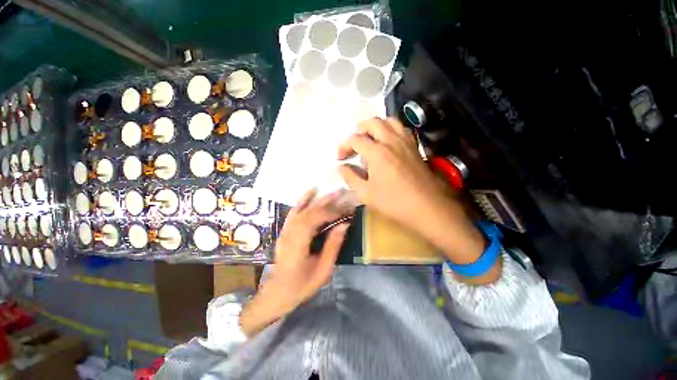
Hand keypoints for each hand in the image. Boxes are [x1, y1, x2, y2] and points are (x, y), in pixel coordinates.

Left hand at [239, 189, 352, 335]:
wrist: (277, 293)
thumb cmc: (302, 285)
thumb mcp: (323, 270)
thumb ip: (333, 246)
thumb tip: (344, 225)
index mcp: (298, 245)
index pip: (314, 220)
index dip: (331, 212)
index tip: (346, 208)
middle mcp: (289, 234)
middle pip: (308, 212)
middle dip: (326, 201)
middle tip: (341, 192)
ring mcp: (285, 231)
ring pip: (301, 209)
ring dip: (316, 198)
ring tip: (329, 190)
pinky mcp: (285, 230)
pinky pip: (294, 212)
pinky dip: (302, 201)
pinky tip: (310, 193)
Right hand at [337, 117, 448, 230]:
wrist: (427, 207)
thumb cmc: (393, 202)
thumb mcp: (366, 193)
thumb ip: (351, 177)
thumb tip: (340, 167)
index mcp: (377, 152)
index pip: (355, 139)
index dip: (344, 146)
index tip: (340, 158)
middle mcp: (391, 141)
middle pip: (373, 122)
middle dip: (359, 129)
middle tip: (354, 143)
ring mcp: (405, 142)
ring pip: (390, 121)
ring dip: (377, 126)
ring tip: (371, 138)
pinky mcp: (415, 147)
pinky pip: (402, 129)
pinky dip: (392, 130)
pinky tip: (388, 142)